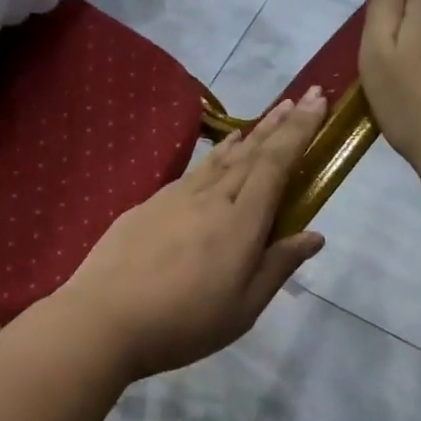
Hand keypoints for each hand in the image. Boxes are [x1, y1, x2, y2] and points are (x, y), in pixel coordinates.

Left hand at [51, 90, 329, 379]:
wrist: (103, 319)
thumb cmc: (183, 323)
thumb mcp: (243, 308)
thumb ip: (278, 266)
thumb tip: (314, 235)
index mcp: (240, 221)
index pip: (276, 163)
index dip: (300, 130)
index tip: (317, 100)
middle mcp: (210, 198)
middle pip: (251, 152)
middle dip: (280, 123)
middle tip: (301, 97)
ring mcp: (174, 198)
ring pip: (220, 158)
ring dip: (248, 135)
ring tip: (267, 118)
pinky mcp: (147, 205)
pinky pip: (193, 171)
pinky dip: (214, 156)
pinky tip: (217, 157)